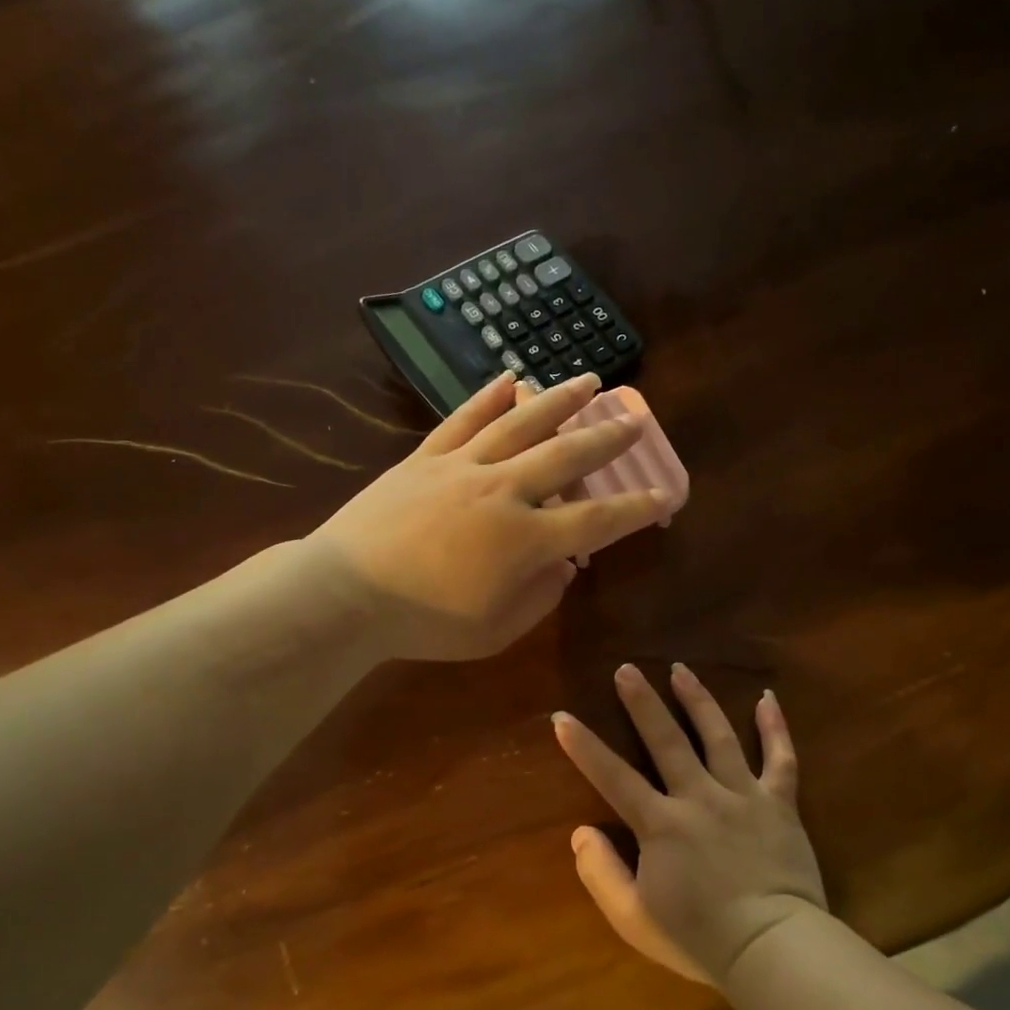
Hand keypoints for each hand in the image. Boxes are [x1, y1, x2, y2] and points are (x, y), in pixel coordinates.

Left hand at [313, 373, 667, 660]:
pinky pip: (462, 419)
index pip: (596, 521)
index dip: (635, 509)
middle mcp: (502, 491)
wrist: (344, 595)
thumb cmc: (422, 624)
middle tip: (635, 419)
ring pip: (520, 423)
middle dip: (607, 439)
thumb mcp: (494, 631)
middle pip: (566, 457)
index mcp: (524, 540)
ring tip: (587, 381)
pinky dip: (488, 396)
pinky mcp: (424, 459)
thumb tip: (564, 566)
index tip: (665, 496)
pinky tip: (509, 378)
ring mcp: (461, 468)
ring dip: (559, 400)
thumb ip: (539, 598)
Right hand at [551, 663, 827, 985]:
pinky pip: (781, 758)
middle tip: (627, 668)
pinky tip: (768, 698)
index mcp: (661, 824)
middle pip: (667, 740)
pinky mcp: (779, 803)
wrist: (774, 950)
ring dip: (697, 700)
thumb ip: (601, 873)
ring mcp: (742, 795)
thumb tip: (581, 832)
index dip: (584, 746)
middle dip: (643, 702)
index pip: (612, 776)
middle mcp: (699, 797)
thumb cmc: (699, 938)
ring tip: (681, 670)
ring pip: (718, 736)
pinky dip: (776, 727)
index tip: (562, 716)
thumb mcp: (633, 918)